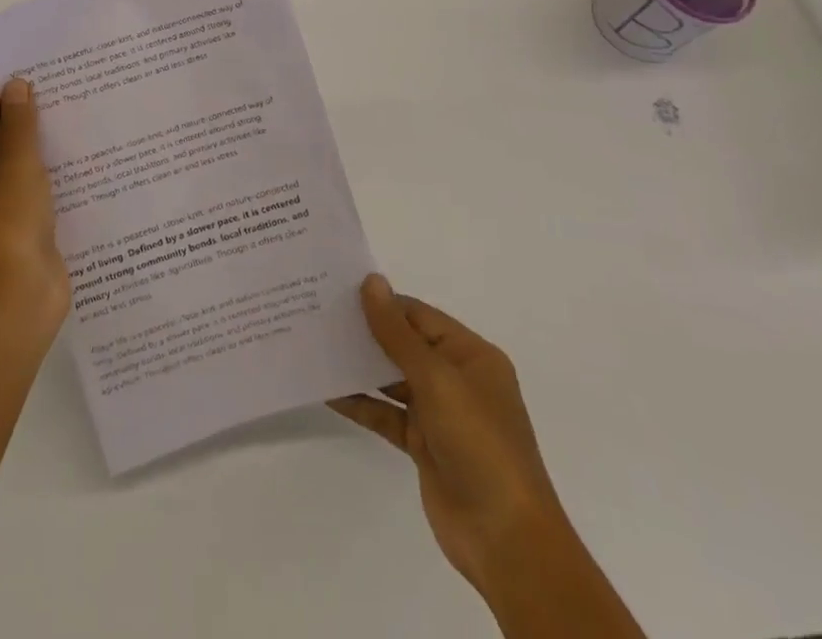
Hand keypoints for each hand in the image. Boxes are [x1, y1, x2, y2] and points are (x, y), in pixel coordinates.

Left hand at [0, 79, 69, 332]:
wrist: (15, 304)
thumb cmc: (8, 225)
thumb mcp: (17, 165)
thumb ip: (20, 122)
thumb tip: (17, 85)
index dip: (0, 92)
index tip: (35, 77)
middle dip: (22, 116)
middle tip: (61, 94)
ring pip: (10, 162)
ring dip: (37, 143)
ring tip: (73, 119)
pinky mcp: (10, 227)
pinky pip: (24, 187)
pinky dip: (44, 171)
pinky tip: (76, 158)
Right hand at [330, 275, 566, 591]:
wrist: (506, 540)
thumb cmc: (479, 443)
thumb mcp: (437, 379)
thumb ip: (397, 332)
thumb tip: (371, 281)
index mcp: (471, 356)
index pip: (418, 316)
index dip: (381, 302)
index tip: (336, 290)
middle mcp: (457, 379)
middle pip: (404, 344)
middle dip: (366, 332)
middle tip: (318, 314)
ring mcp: (440, 414)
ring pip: (392, 379)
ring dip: (359, 366)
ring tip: (316, 346)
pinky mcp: (424, 445)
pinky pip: (386, 413)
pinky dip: (360, 403)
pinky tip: (328, 392)